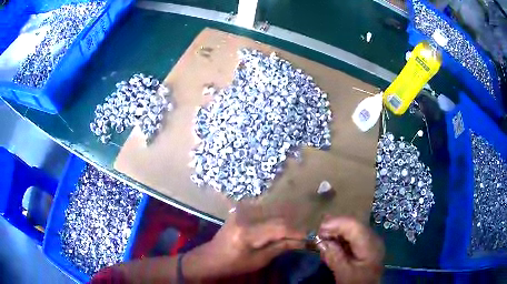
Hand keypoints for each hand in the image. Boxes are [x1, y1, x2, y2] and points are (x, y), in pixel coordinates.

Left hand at [183, 214, 304, 279]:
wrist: (210, 258)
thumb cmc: (233, 264)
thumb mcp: (258, 261)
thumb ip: (280, 248)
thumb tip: (301, 241)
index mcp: (247, 232)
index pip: (279, 227)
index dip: (297, 231)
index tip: (310, 237)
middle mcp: (244, 217)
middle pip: (277, 218)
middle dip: (293, 227)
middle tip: (305, 235)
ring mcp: (241, 212)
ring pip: (272, 213)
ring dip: (285, 223)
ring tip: (295, 233)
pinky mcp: (240, 211)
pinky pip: (263, 213)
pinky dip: (274, 220)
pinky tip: (281, 228)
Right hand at [317, 216, 383, 283]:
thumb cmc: (356, 283)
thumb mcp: (344, 274)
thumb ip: (334, 257)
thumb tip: (321, 241)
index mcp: (370, 245)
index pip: (354, 226)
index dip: (336, 224)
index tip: (319, 230)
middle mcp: (373, 238)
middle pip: (354, 225)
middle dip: (335, 226)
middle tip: (317, 233)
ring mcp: (370, 241)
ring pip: (352, 229)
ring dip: (336, 232)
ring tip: (322, 238)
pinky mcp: (366, 245)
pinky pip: (352, 236)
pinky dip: (340, 238)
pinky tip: (331, 243)